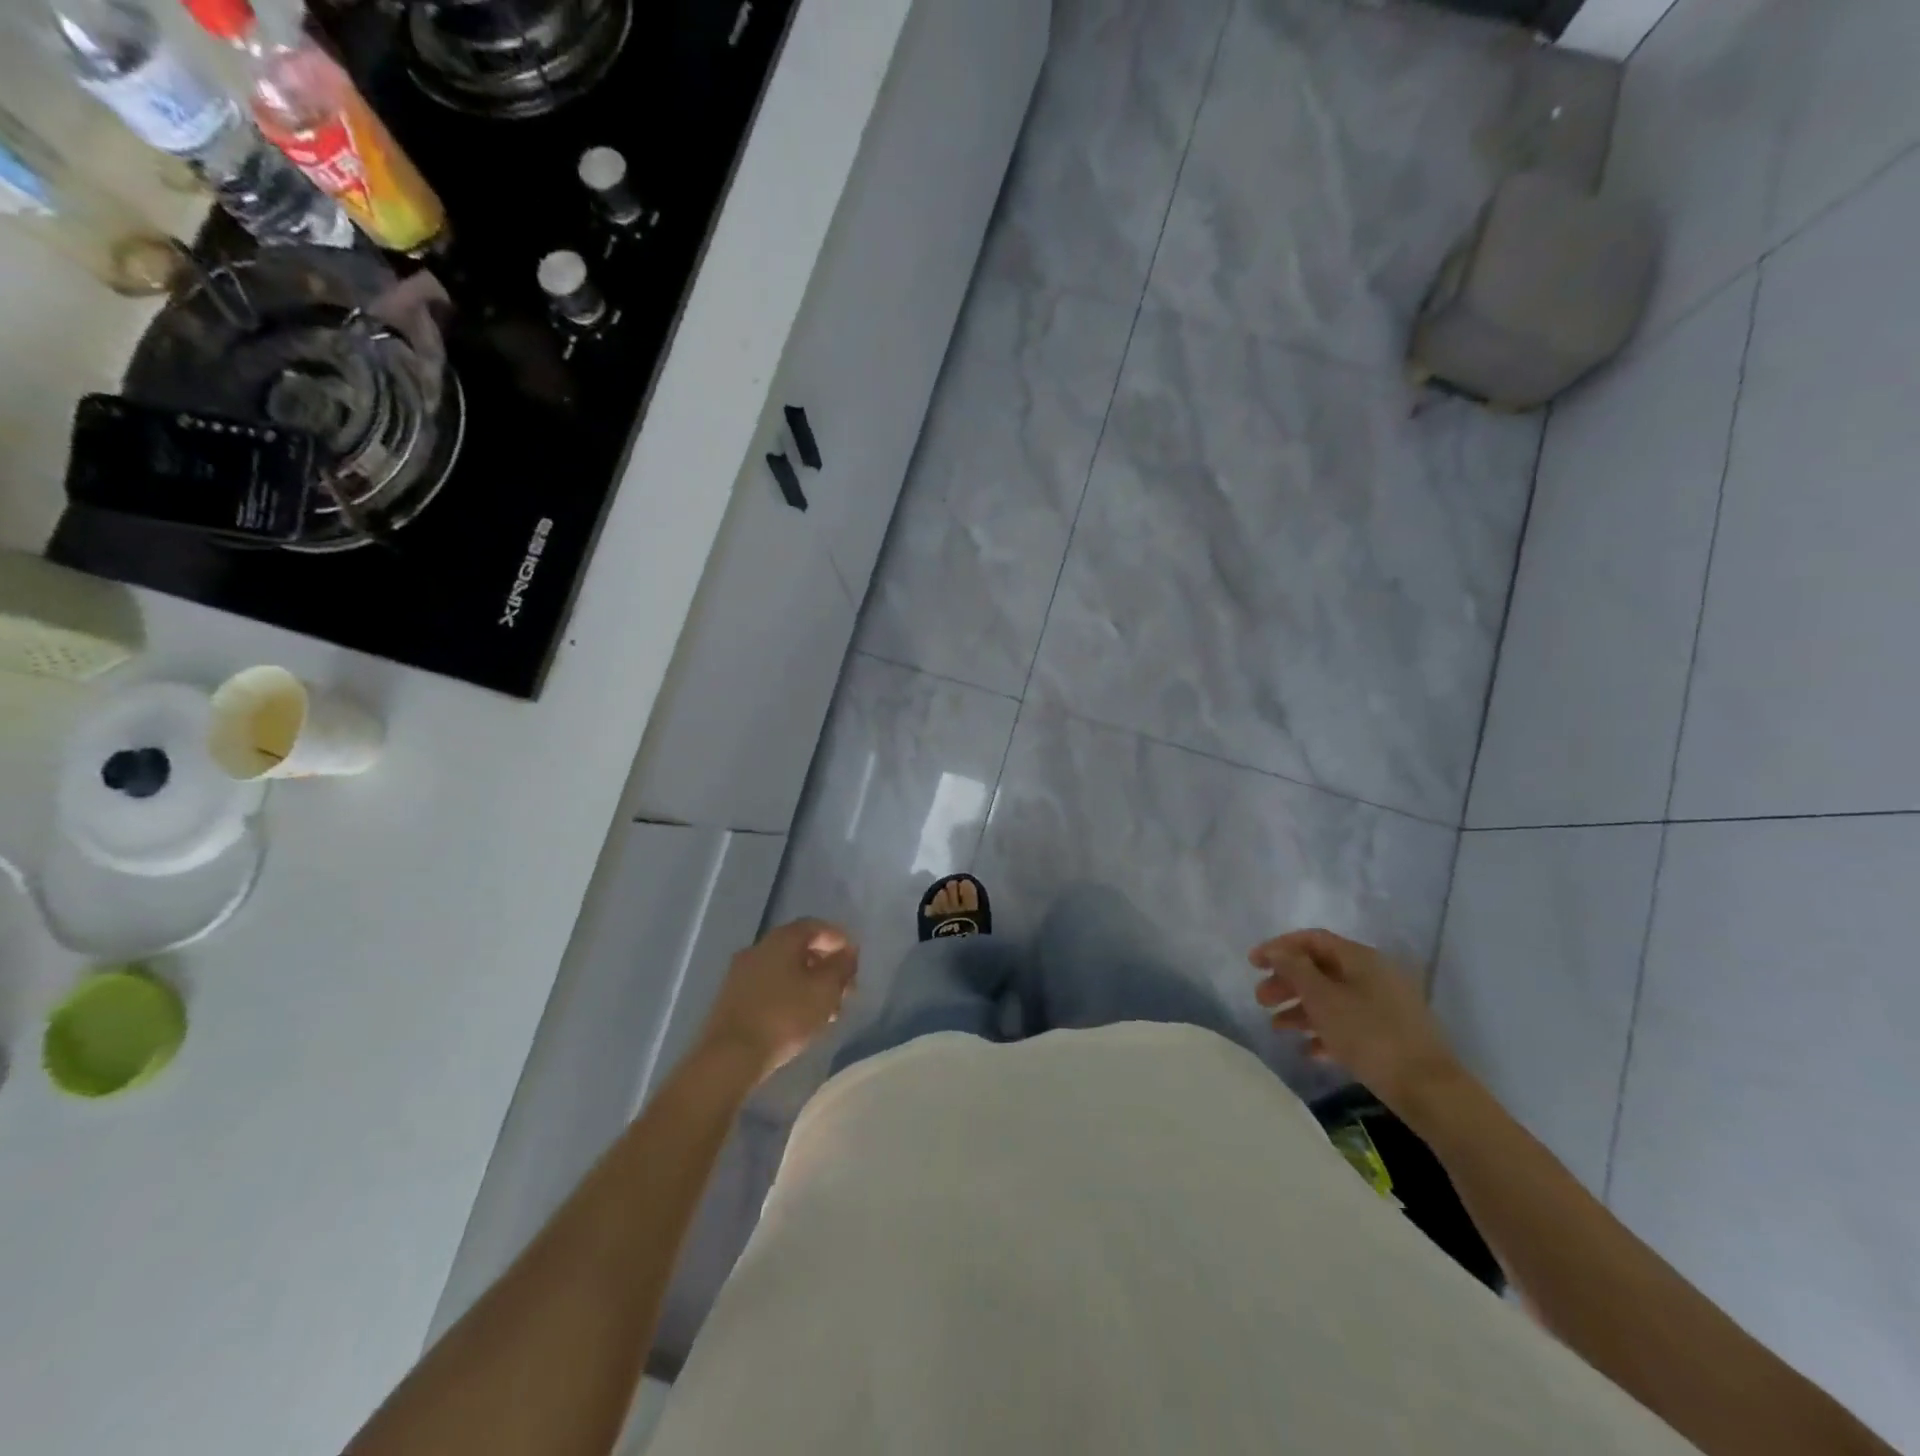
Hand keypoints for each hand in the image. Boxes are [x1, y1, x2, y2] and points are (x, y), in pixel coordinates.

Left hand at [699, 919, 857, 1082]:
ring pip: (784, 969)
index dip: (838, 939)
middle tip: (844, 989)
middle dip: (825, 965)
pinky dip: (790, 994)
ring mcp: (741, 973)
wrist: (729, 1057)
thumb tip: (848, 952)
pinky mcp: (732, 998)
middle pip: (799, 948)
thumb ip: (841, 967)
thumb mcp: (824, 991)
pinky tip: (800, 1018)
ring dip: (809, 983)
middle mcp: (758, 948)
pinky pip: (769, 986)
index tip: (854, 960)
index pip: (815, 926)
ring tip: (827, 1010)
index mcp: (781, 940)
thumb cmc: (784, 1017)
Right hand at [1249, 928, 1464, 1117]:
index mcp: (1360, 958)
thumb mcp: (1323, 998)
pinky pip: (1349, 1023)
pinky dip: (1325, 1031)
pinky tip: (1307, 1050)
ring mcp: (1384, 1005)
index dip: (1279, 947)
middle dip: (1287, 982)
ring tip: (1277, 1028)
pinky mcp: (1390, 1034)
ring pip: (1332, 998)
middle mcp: (1373, 974)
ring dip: (1301, 1009)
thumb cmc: (1369, 1035)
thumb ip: (1295, 969)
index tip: (1252, 964)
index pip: (1312, 939)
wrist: (1428, 1089)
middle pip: (1320, 969)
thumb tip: (1276, 951)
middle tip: (1261, 1000)